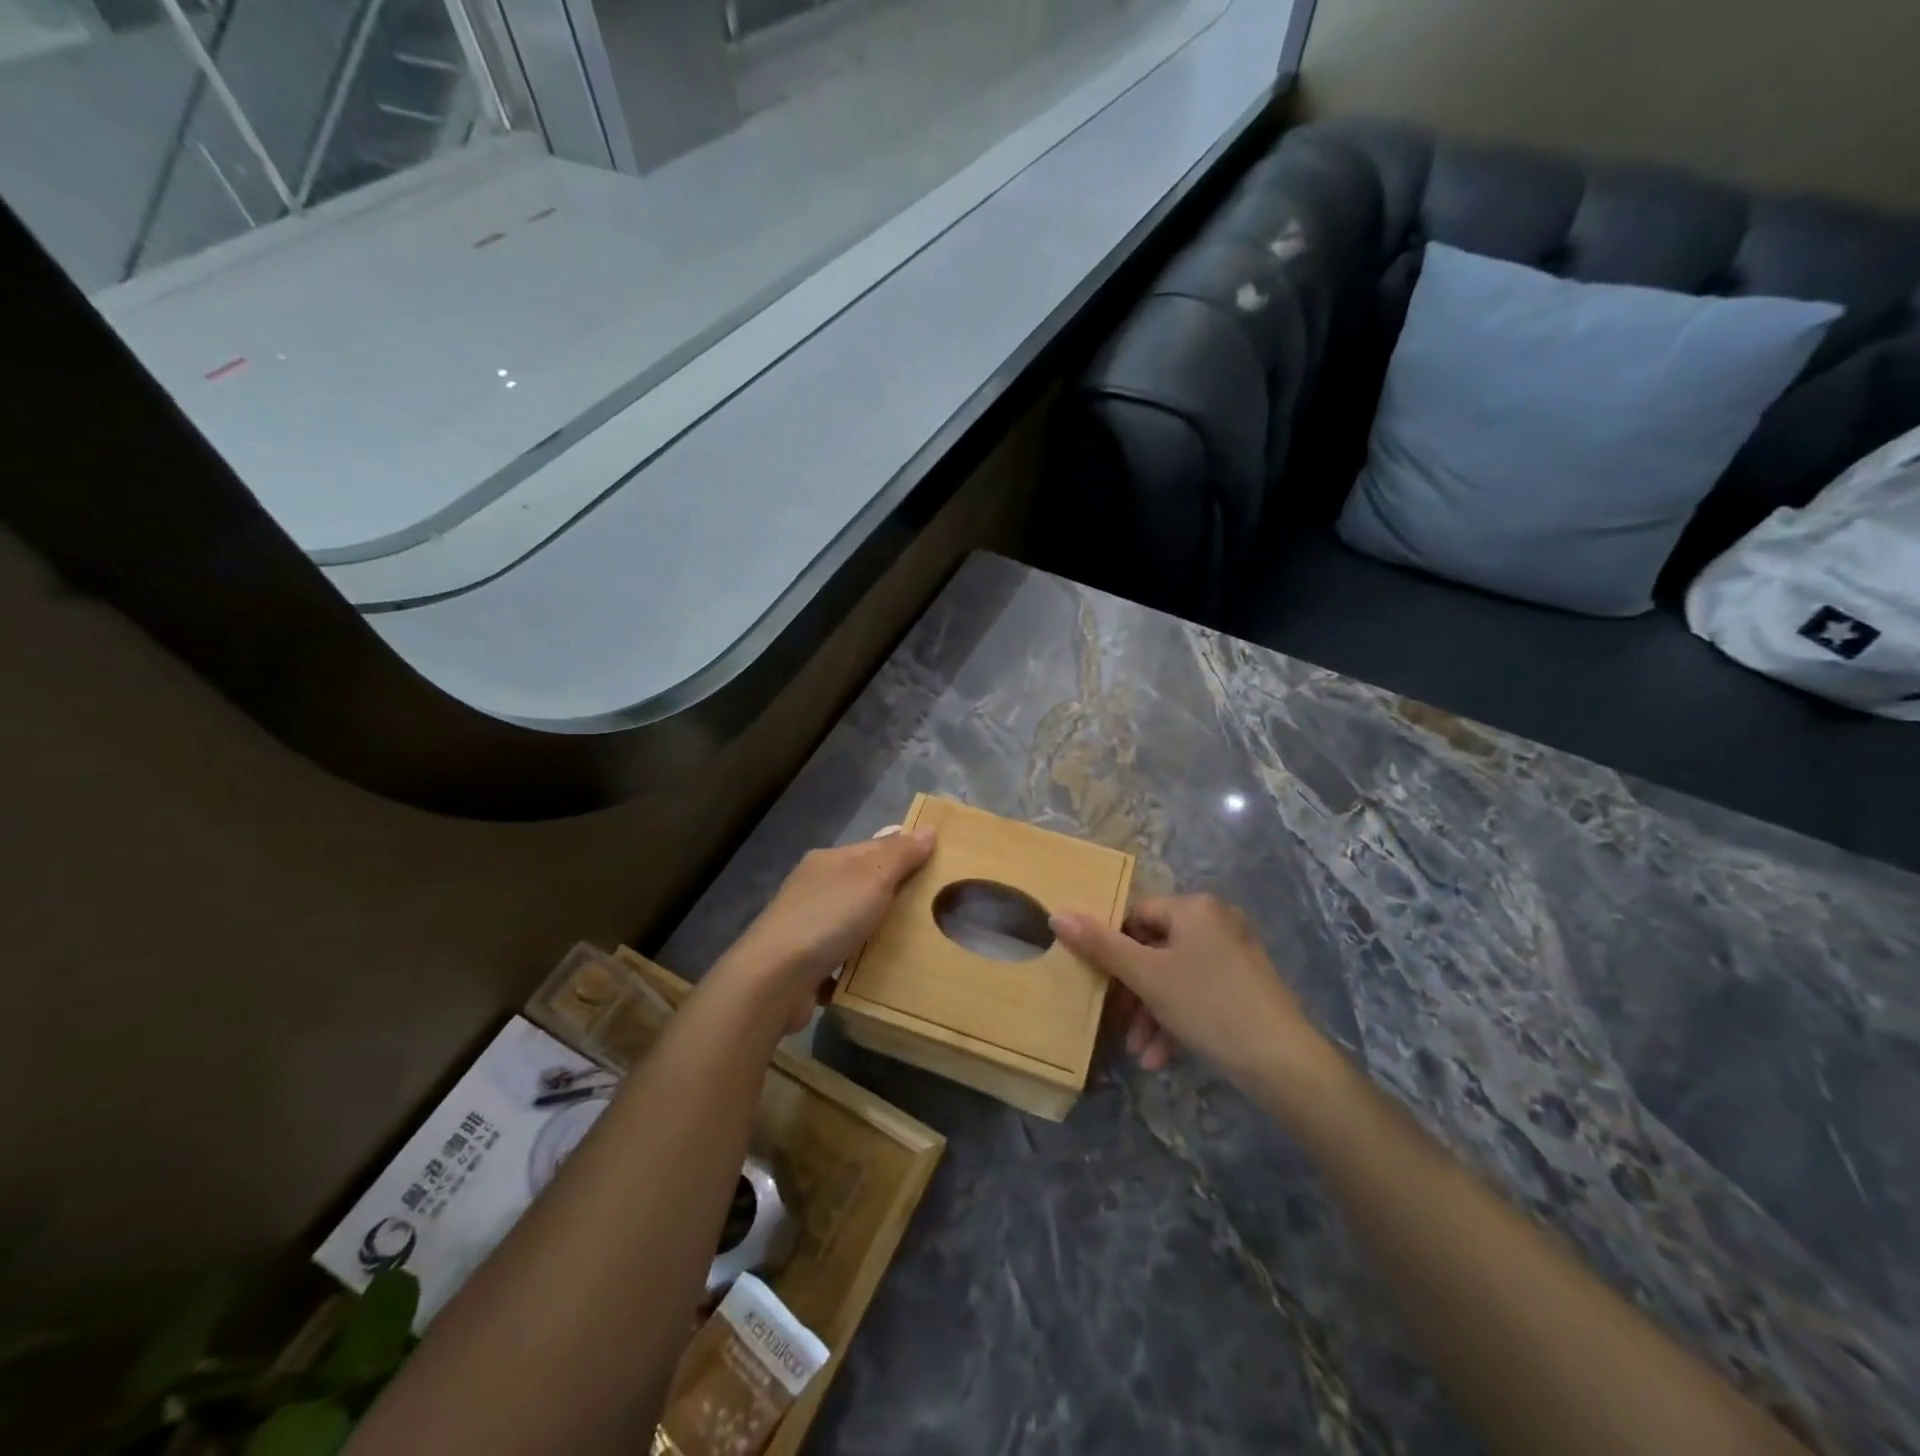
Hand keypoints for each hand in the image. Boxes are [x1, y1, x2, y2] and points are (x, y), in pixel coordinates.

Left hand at [722, 829, 934, 1031]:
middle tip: (934, 906)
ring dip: (875, 930)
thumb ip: (900, 854)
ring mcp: (806, 926)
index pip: (875, 847)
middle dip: (893, 893)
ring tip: (914, 942)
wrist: (774, 979)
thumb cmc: (828, 918)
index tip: (938, 863)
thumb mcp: (873, 878)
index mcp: (829, 861)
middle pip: (863, 883)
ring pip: (851, 921)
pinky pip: (840, 957)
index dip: (905, 851)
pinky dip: (858, 963)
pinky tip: (879, 973)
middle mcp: (814, 888)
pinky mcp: (804, 964)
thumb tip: (928, 828)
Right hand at [1051, 893, 1322, 1086]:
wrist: (1284, 1063)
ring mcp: (1233, 954)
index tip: (1098, 981)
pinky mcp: (1244, 986)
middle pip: (1154, 949)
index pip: (1136, 914)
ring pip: (1174, 977)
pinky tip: (1162, 1058)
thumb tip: (1057, 915)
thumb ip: (1101, 945)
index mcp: (1194, 908)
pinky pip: (1197, 993)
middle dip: (1133, 993)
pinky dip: (1176, 1019)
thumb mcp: (1147, 976)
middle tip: (1117, 1024)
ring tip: (1140, 1053)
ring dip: (1151, 1013)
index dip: (1112, 947)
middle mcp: (1216, 921)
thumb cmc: (1209, 1006)